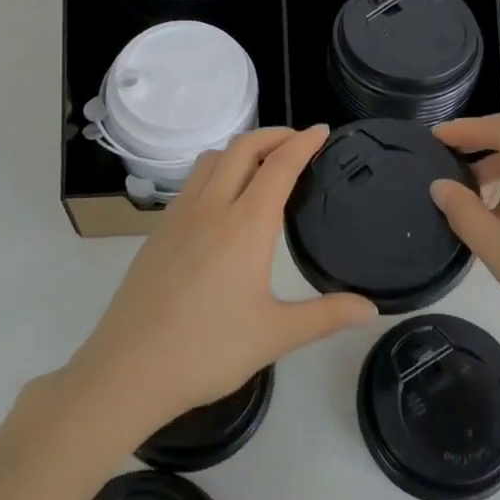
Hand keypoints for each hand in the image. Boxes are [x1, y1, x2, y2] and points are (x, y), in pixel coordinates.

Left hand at [62, 126, 376, 445]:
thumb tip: (372, 309)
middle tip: (298, 142)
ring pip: (212, 158)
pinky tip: (223, 200)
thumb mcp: (275, 335)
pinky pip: (193, 181)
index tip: (322, 130)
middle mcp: (212, 207)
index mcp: (245, 224)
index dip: (303, 143)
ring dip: (242, 148)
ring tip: (263, 164)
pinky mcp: (159, 230)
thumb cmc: (207, 351)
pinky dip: (217, 170)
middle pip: (243, 147)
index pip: (280, 165)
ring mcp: (179, 215)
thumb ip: (326, 316)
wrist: (128, 369)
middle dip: (274, 135)